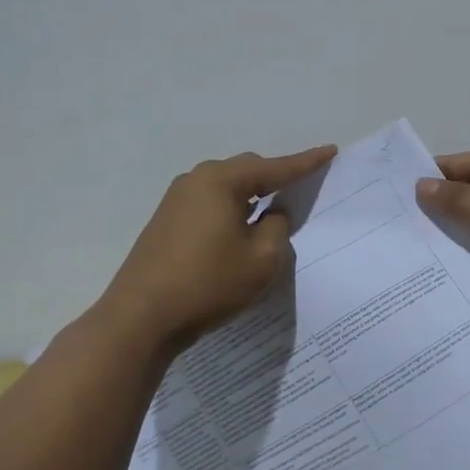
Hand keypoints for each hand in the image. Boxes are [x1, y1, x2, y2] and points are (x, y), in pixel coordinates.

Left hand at [97, 145, 336, 357]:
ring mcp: (175, 200)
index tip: (329, 151)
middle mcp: (196, 180)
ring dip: (250, 197)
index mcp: (220, 181)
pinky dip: (230, 211)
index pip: (274, 168)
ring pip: (225, 188)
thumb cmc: (207, 284)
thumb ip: (277, 228)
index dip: (305, 162)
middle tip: (300, 191)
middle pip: (246, 170)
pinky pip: (208, 204)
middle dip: (274, 178)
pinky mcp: (165, 222)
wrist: (140, 319)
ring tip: (270, 215)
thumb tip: (271, 213)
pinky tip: (238, 232)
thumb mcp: (261, 260)